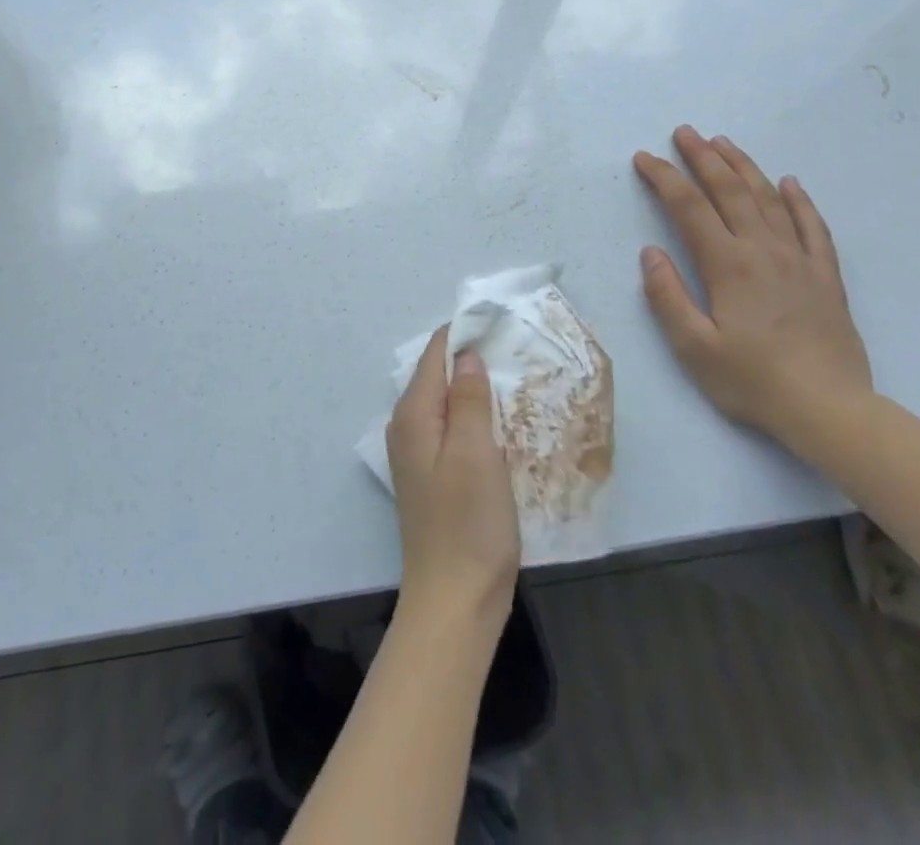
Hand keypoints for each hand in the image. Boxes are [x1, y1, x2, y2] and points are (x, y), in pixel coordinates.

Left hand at [387, 326, 520, 626]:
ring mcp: (417, 453)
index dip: (462, 334)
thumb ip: (468, 398)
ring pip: (445, 403)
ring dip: (473, 389)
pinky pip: (450, 429)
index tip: (498, 320)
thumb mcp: (475, 452)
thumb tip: (465, 355)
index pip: (433, 354)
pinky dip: (472, 417)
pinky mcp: (432, 476)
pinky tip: (498, 423)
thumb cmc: (469, 523)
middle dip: (470, 359)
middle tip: (512, 347)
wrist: (455, 600)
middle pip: (436, 376)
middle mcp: (407, 427)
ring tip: (512, 377)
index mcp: (413, 414)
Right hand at [632, 126, 873, 446]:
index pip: (689, 207)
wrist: (831, 410)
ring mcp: (800, 260)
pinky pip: (814, 227)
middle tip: (684, 132)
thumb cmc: (753, 380)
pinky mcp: (826, 277)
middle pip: (730, 191)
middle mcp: (764, 250)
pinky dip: (800, 201)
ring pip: (770, 199)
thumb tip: (651, 253)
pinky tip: (790, 183)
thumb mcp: (694, 347)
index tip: (644, 159)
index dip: (664, 178)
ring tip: (724, 142)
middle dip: (703, 157)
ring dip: (744, 167)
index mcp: (728, 264)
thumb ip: (667, 296)